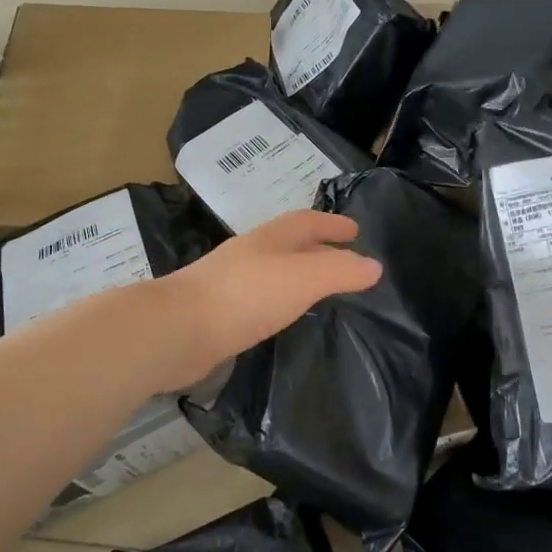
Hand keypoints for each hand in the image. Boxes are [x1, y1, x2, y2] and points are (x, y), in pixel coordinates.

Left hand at [152, 211, 381, 389]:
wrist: (177, 331)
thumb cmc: (245, 296)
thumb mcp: (303, 278)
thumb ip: (340, 270)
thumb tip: (374, 266)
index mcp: (270, 239)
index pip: (307, 221)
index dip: (332, 224)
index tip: (356, 231)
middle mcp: (250, 255)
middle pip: (289, 244)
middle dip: (318, 247)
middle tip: (344, 260)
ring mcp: (231, 283)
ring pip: (274, 272)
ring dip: (298, 275)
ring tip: (320, 291)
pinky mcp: (219, 313)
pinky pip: (260, 300)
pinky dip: (280, 301)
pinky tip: (284, 318)